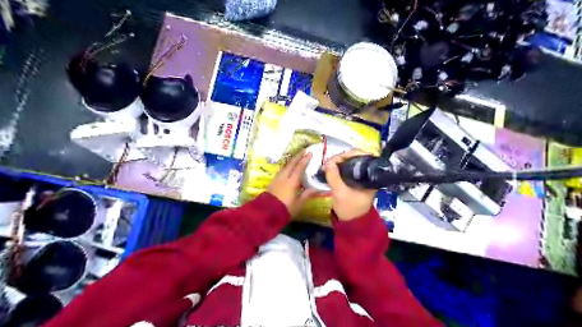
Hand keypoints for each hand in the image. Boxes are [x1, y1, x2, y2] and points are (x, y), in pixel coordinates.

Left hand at [268, 152, 317, 218]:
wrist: (266, 213)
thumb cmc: (285, 209)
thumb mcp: (299, 204)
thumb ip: (307, 195)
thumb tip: (317, 188)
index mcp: (292, 182)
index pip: (299, 168)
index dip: (305, 160)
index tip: (310, 153)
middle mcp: (284, 177)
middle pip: (291, 164)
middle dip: (298, 156)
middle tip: (304, 150)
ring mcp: (277, 179)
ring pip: (285, 166)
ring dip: (291, 161)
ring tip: (296, 158)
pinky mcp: (272, 183)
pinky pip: (281, 171)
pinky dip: (286, 167)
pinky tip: (287, 168)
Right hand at [323, 148, 376, 220]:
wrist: (351, 223)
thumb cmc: (349, 209)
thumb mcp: (340, 193)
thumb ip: (334, 177)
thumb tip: (328, 163)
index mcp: (370, 177)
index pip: (363, 157)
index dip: (350, 154)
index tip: (337, 158)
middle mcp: (366, 174)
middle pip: (355, 158)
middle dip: (341, 158)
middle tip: (329, 162)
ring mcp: (359, 177)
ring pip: (349, 163)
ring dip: (338, 162)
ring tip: (327, 165)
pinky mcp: (352, 180)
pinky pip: (345, 169)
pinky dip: (337, 167)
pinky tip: (329, 168)